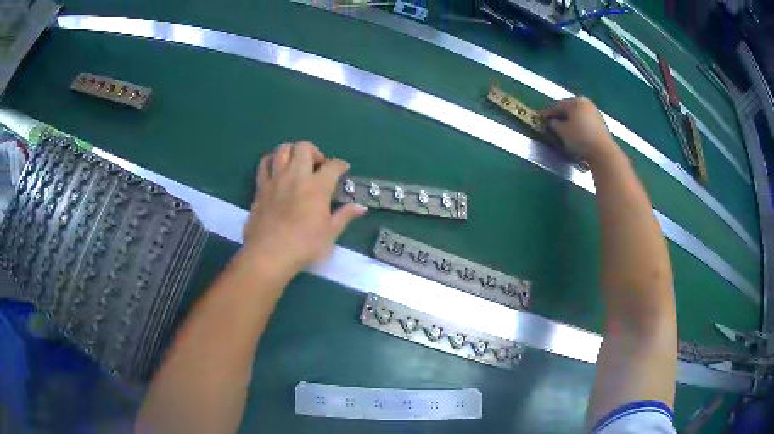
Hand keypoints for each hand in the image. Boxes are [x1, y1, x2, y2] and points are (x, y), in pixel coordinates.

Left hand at [242, 141, 366, 273]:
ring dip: (292, 152)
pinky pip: (264, 163)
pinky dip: (272, 160)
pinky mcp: (261, 187)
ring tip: (297, 165)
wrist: (269, 254)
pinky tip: (276, 169)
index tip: (343, 170)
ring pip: (283, 149)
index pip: (333, 165)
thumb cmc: (304, 246)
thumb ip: (345, 216)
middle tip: (318, 168)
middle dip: (315, 152)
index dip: (341, 165)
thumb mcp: (330, 234)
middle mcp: (296, 176)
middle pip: (305, 147)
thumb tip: (362, 207)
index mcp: (317, 187)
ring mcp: (276, 179)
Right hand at [542, 97, 618, 163]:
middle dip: (560, 115)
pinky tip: (575, 133)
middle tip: (551, 123)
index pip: (557, 105)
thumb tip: (553, 122)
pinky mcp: (601, 123)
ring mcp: (595, 112)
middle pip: (569, 108)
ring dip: (570, 120)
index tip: (540, 118)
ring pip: (577, 114)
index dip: (547, 112)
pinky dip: (578, 125)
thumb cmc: (580, 138)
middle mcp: (585, 103)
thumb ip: (554, 124)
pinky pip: (585, 121)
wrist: (603, 152)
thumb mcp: (562, 131)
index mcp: (575, 101)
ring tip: (563, 129)